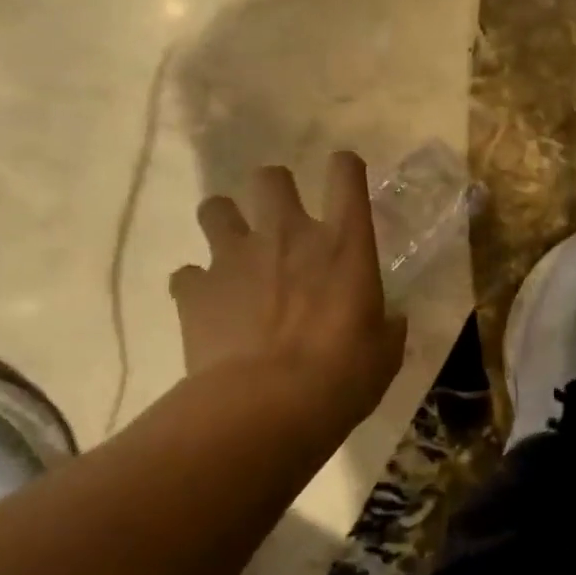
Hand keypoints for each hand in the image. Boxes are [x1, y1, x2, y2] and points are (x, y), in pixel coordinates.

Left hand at [170, 153, 406, 423]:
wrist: (267, 407)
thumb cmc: (342, 376)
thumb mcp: (384, 353)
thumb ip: (386, 327)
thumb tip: (389, 321)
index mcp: (344, 244)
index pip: (346, 174)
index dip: (344, 167)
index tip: (344, 175)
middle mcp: (288, 235)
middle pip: (270, 177)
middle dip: (273, 189)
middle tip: (280, 219)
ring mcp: (236, 257)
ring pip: (215, 208)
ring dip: (225, 223)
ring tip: (234, 251)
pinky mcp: (195, 290)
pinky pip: (186, 274)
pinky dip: (196, 285)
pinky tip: (207, 306)